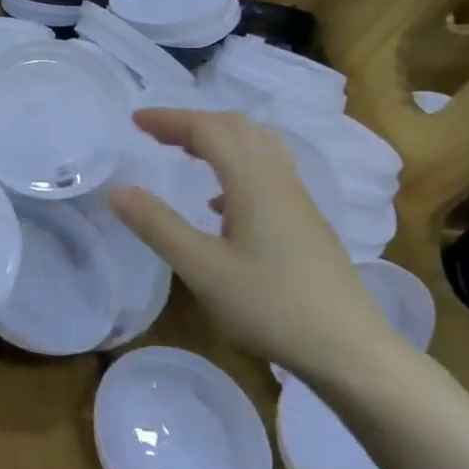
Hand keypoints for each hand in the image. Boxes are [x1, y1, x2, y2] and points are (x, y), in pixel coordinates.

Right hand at [109, 109, 404, 385]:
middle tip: (156, 136)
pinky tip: (221, 204)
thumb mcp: (203, 269)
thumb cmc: (271, 306)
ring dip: (218, 140)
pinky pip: (268, 171)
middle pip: (236, 128)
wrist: (350, 349)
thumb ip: (158, 226)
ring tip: (187, 155)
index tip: (134, 121)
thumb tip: (118, 190)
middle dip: (193, 123)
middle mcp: (279, 179)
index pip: (207, 129)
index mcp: (254, 181)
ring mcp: (297, 200)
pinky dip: (237, 165)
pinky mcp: (306, 221)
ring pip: (257, 146)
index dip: (169, 119)